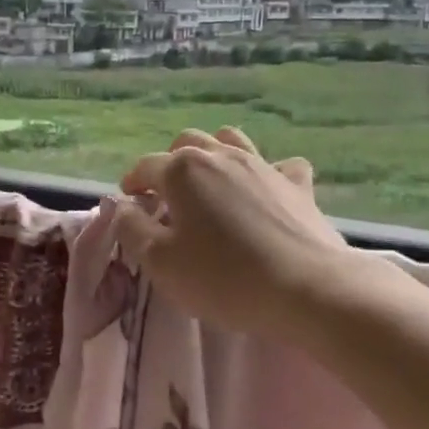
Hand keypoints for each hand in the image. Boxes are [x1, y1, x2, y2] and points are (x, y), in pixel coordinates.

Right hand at [117, 126, 357, 336]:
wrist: (308, 289)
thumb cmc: (224, 277)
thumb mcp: (161, 263)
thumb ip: (132, 229)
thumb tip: (121, 207)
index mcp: (182, 170)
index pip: (145, 167)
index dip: (132, 183)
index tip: (130, 204)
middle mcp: (220, 155)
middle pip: (186, 143)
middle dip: (169, 163)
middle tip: (166, 196)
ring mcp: (262, 165)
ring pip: (230, 140)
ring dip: (213, 154)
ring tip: (209, 184)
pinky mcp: (297, 184)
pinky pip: (279, 165)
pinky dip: (267, 172)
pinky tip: (265, 192)